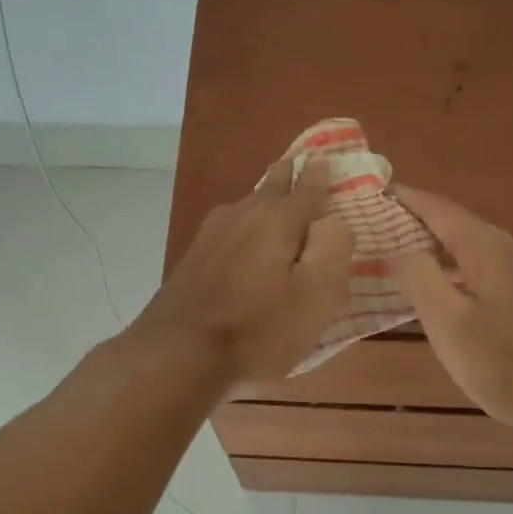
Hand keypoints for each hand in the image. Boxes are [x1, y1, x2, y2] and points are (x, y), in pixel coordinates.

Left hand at [137, 156, 353, 387]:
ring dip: (265, 198)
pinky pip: (230, 228)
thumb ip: (334, 249)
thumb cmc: (258, 329)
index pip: (309, 187)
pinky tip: (243, 235)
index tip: (327, 159)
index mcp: (278, 219)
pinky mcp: (193, 258)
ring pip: (247, 205)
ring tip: (276, 193)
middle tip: (301, 163)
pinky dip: (245, 224)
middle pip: (272, 187)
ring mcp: (212, 234)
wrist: (179, 354)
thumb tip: (334, 221)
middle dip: (290, 176)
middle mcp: (243, 214)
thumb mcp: (316, 296)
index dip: (322, 176)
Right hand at [389, 186, 512, 439]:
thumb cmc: (507, 365)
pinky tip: (449, 292)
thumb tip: (400, 249)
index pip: (441, 210)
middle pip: (460, 226)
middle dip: (420, 225)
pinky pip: (491, 269)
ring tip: (406, 261)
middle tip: (381, 232)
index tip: (378, 192)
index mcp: (489, 249)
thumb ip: (420, 279)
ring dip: (441, 250)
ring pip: (476, 249)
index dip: (409, 200)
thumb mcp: (450, 325)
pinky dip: (461, 270)